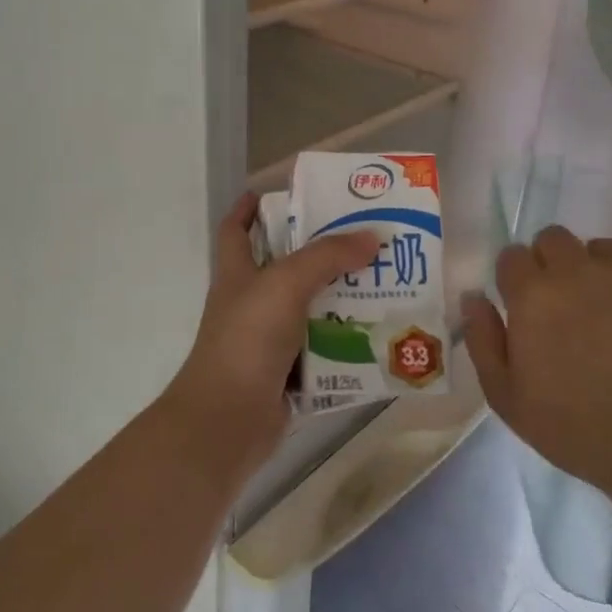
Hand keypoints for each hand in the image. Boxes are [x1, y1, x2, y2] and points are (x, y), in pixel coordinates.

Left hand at [164, 193, 379, 470]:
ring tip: (383, 284)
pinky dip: (345, 345)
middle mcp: (250, 303)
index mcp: (237, 274)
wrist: (228, 420)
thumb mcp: (285, 284)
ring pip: (309, 311)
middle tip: (362, 239)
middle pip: (284, 269)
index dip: (248, 209)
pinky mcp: (287, 374)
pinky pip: (322, 352)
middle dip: (319, 254)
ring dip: (340, 300)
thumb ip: (327, 257)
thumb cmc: (247, 339)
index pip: (235, 230)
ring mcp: (267, 341)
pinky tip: (378, 335)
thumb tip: (371, 238)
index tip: (272, 191)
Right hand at [463, 226, 611, 510]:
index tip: (523, 306)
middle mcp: (579, 271)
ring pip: (601, 250)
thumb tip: (474, 297)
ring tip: (608, 316)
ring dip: (595, 273)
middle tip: (562, 308)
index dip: (514, 280)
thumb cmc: (577, 429)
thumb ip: (482, 340)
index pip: (512, 256)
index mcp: (534, 295)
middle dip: (550, 264)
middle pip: (553, 238)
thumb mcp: (507, 398)